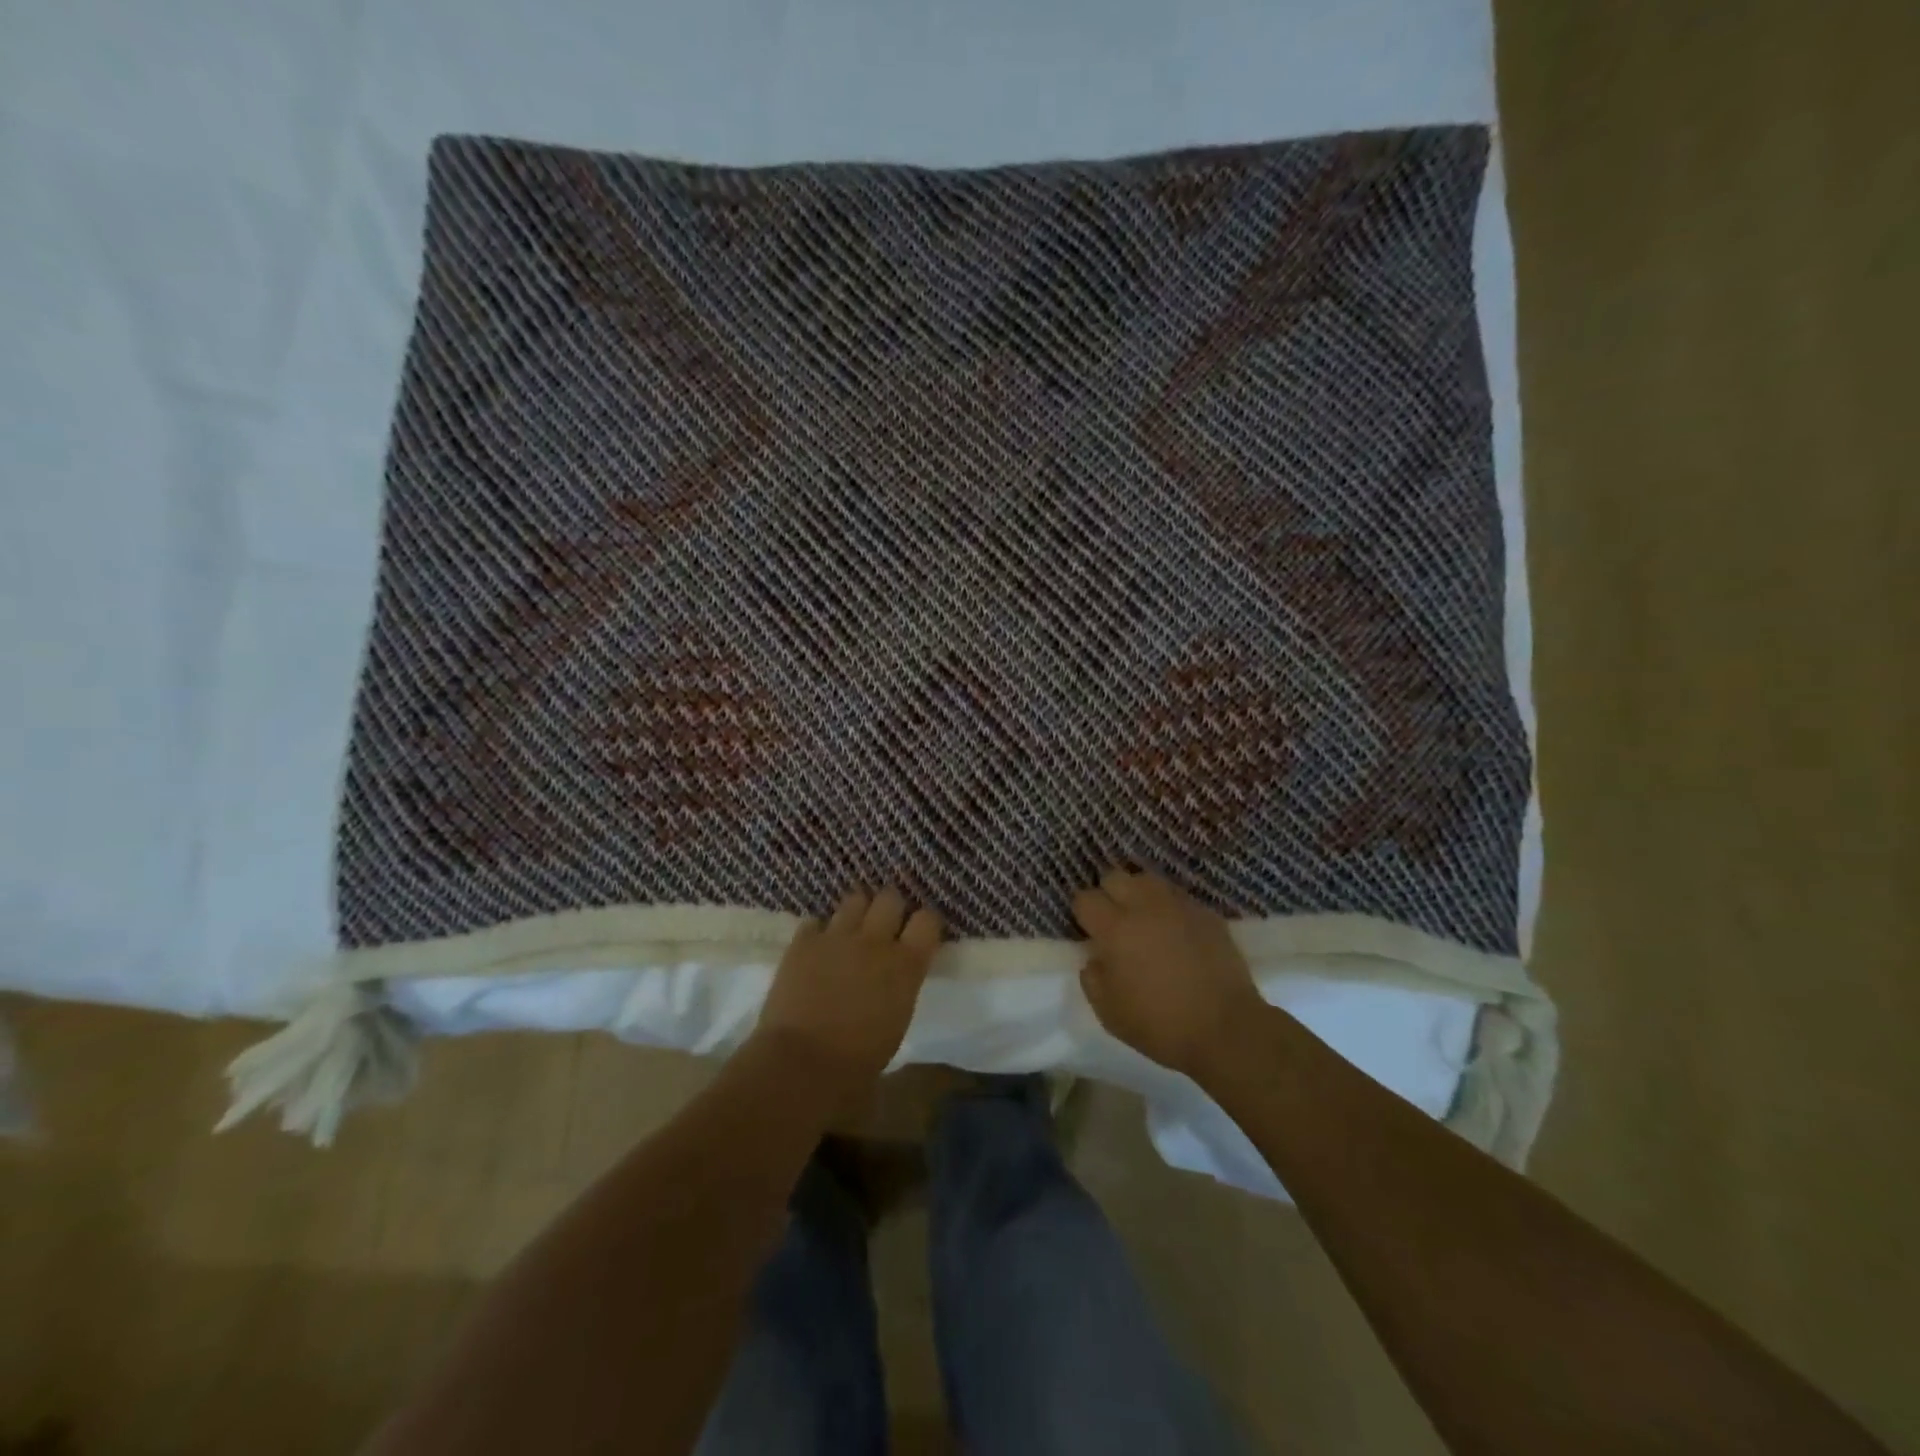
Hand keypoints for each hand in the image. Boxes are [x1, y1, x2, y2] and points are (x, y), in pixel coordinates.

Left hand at [752, 888, 941, 1096]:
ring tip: (852, 929)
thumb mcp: (897, 1021)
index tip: (920, 933)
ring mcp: (837, 936)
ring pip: (855, 899)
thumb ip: (901, 986)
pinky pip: (816, 921)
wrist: (802, 1064)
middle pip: (890, 898)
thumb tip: (894, 979)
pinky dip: (820, 931)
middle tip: (885, 926)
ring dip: (857, 912)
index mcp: (906, 965)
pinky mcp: (803, 941)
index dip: (925, 923)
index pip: (928, 920)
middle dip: (890, 908)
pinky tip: (819, 947)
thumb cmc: (858, 1061)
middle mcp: (875, 940)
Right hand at [1071, 868, 1263, 1078]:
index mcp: (1115, 929)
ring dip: (1138, 894)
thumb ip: (1092, 979)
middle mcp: (1144, 907)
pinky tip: (1174, 930)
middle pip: (1115, 877)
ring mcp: (1178, 906)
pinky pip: (1177, 897)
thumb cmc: (1160, 1025)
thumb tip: (1095, 958)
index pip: (1085, 898)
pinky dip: (1169, 907)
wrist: (1226, 1029)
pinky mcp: (1206, 913)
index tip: (1089, 931)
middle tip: (1114, 921)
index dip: (1083, 913)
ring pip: (1147, 879)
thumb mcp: (1109, 1014)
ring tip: (1143, 918)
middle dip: (1108, 895)